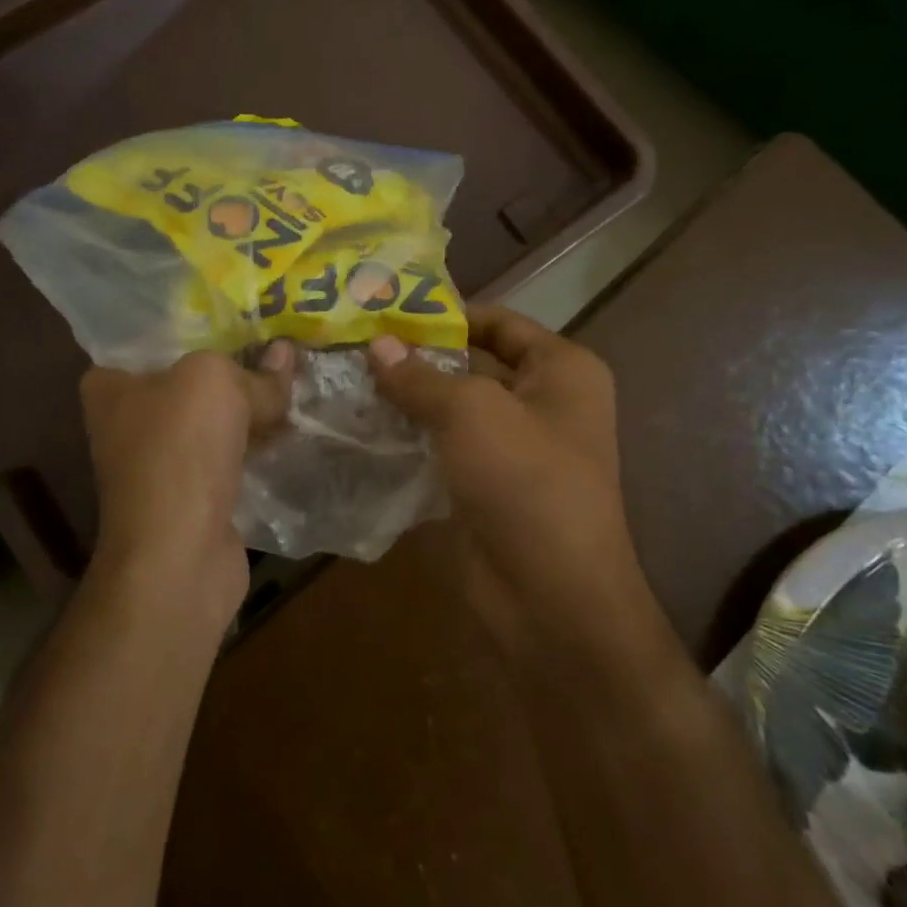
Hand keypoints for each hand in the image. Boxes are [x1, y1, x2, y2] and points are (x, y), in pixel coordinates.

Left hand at [79, 344, 294, 621]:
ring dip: (250, 409)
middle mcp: (127, 421)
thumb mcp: (216, 382)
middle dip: (235, 368)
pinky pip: (228, 456)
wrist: (179, 554)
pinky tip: (290, 429)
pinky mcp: (190, 496)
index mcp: (111, 385)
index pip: (152, 340)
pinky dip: (254, 446)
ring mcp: (159, 463)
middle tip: (280, 346)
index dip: (198, 327)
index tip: (241, 319)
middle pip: (191, 381)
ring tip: (295, 382)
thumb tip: (284, 358)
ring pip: (214, 421)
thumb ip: (252, 370)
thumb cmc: (180, 449)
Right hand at [367, 306, 649, 642]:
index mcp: (561, 370)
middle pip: (471, 365)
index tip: (385, 309)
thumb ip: (420, 375)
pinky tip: (360, 428)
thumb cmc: (524, 481)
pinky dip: (407, 439)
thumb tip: (376, 345)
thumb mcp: (471, 412)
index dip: (445, 314)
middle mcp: (542, 403)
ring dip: (406, 400)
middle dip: (416, 358)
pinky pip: (441, 449)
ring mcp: (512, 449)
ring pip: (451, 410)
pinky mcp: (483, 487)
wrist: (549, 597)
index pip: (498, 322)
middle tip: (353, 344)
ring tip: (346, 380)